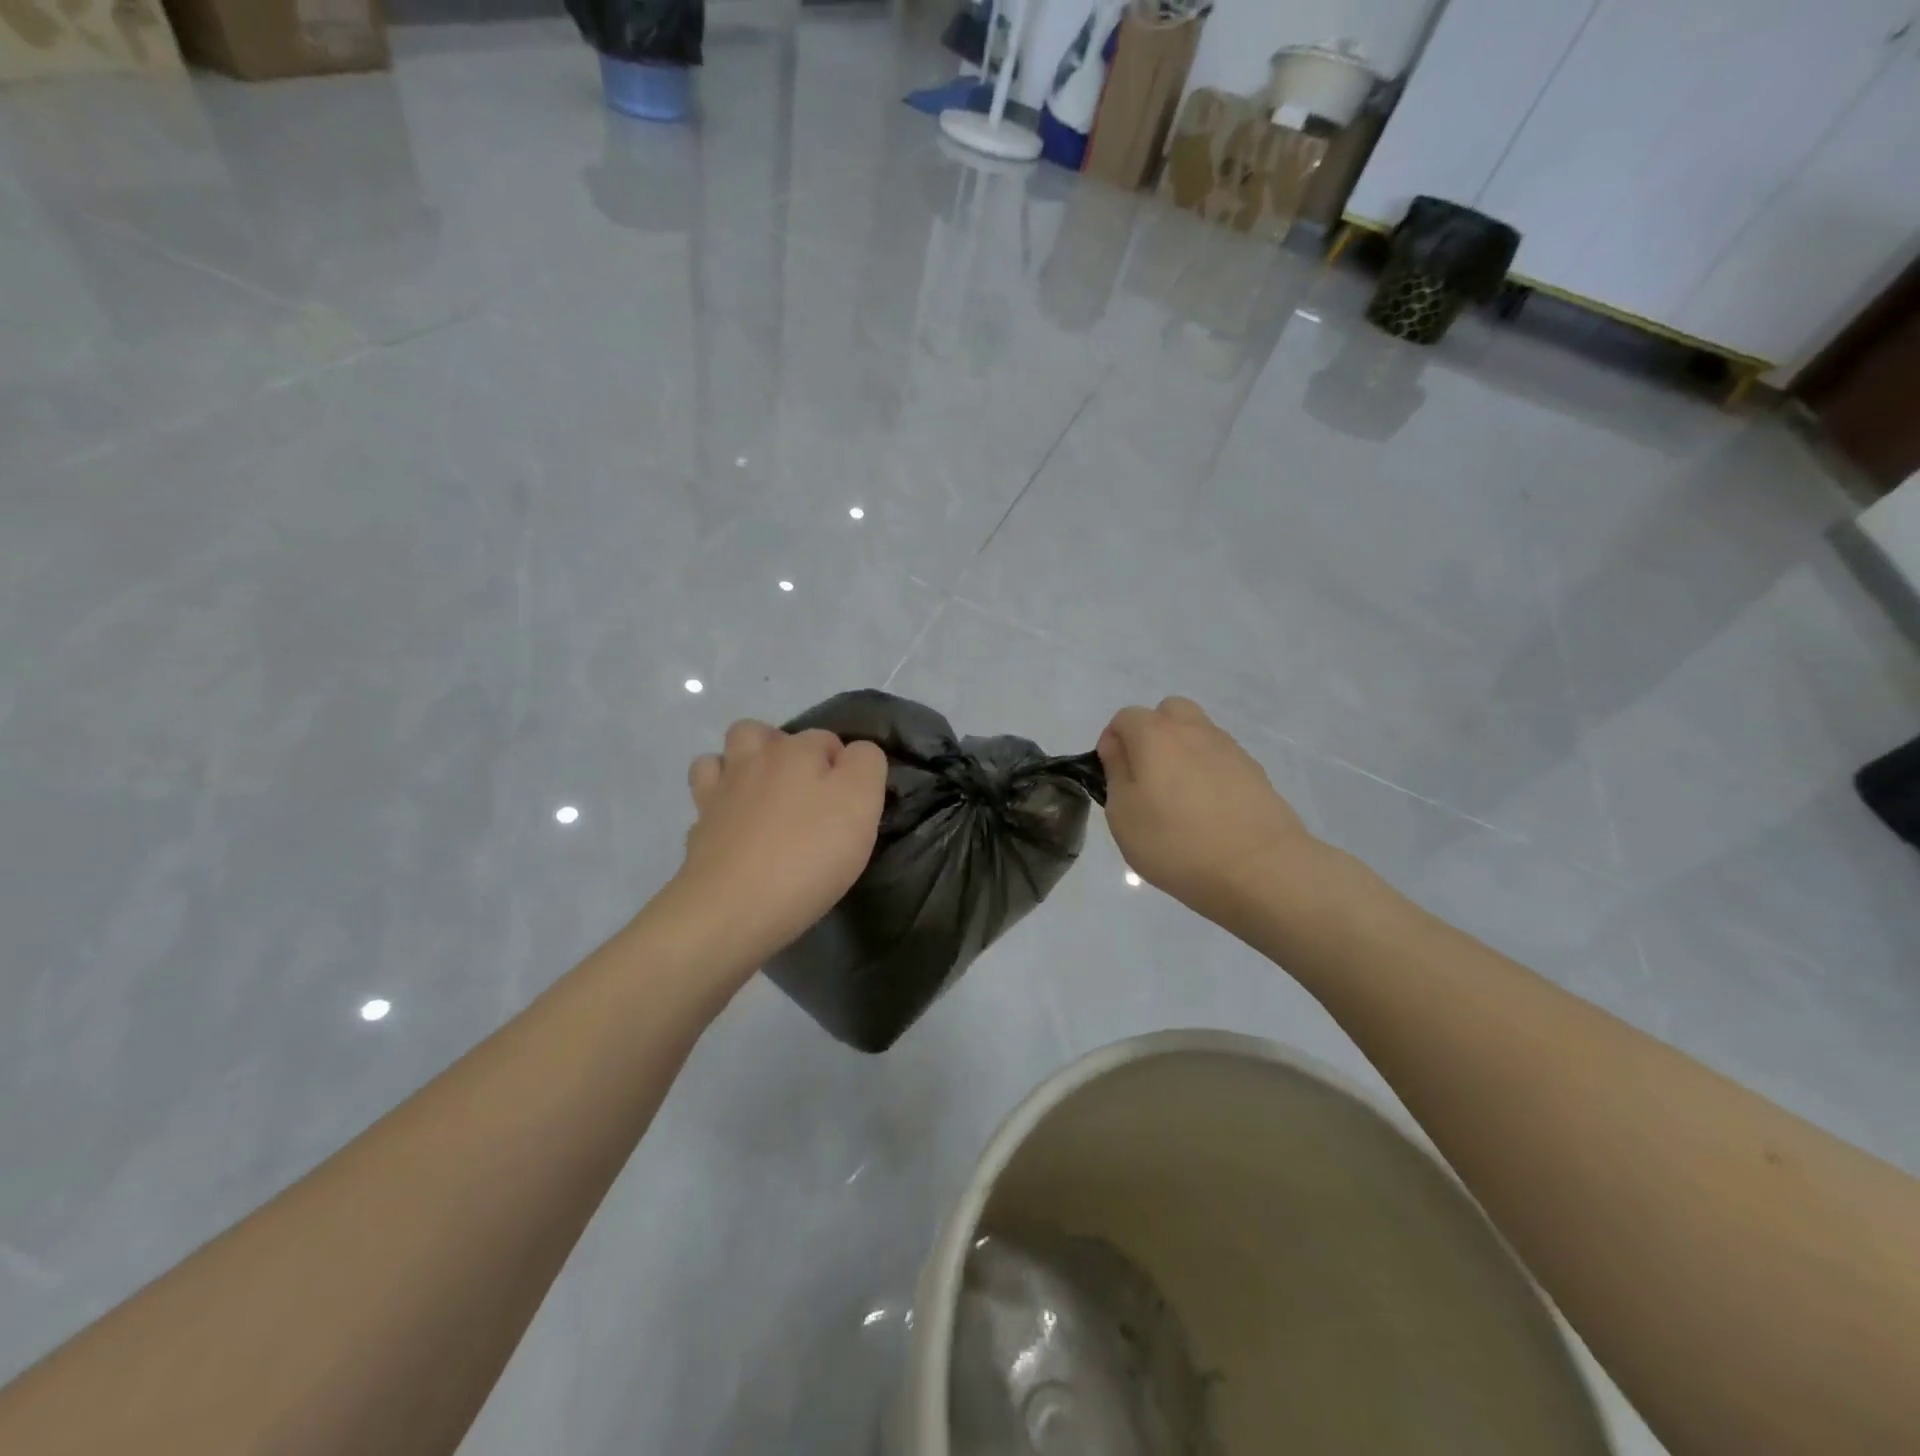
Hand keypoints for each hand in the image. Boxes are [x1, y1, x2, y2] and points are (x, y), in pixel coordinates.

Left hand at [669, 720, 888, 970]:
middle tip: (802, 789)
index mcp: (794, 751)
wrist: (734, 908)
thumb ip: (866, 765)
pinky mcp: (697, 833)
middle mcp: (751, 762)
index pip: (826, 738)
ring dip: (736, 768)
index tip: (852, 803)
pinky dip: (718, 810)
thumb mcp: (861, 802)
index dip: (843, 765)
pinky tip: (736, 832)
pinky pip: (704, 805)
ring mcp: (716, 796)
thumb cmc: (809, 853)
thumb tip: (854, 753)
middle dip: (778, 748)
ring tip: (759, 799)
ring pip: (717, 760)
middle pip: (758, 732)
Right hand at [1098, 697, 1319, 925]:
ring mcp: (1229, 748)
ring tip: (1179, 798)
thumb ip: (1115, 773)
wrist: (1260, 868)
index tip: (1112, 777)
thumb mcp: (1123, 814)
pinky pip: (1220, 759)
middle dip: (1151, 734)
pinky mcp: (1254, 771)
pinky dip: (1208, 772)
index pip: (1124, 718)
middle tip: (1146, 777)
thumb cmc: (1176, 842)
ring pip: (1197, 733)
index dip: (1112, 743)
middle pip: (1167, 712)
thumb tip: (1118, 749)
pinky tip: (1208, 811)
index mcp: (1155, 734)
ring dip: (1181, 752)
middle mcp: (1193, 730)